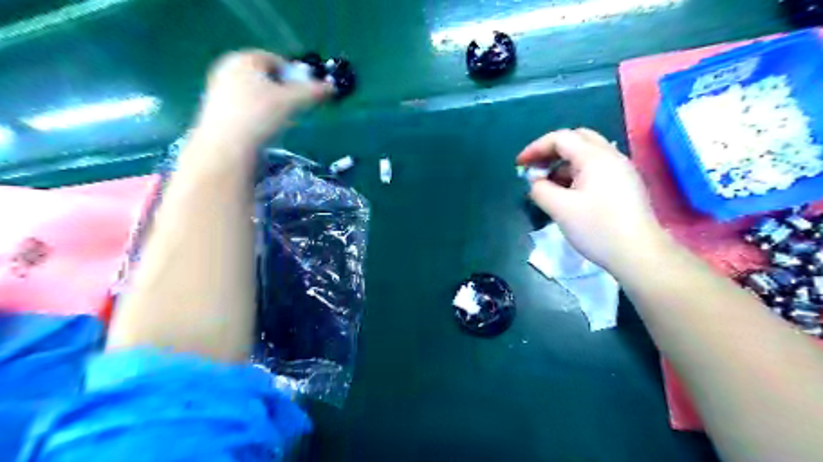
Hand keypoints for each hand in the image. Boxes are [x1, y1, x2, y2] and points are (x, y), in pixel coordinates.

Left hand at [195, 50, 332, 151]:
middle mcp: (228, 68)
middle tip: (296, 108)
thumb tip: (332, 88)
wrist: (227, 148)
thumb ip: (313, 92)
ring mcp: (219, 90)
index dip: (296, 76)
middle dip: (284, 91)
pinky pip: (246, 107)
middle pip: (266, 77)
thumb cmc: (259, 116)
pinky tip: (264, 130)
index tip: (306, 94)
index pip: (278, 61)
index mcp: (244, 59)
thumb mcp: (292, 102)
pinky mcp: (217, 110)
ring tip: (281, 122)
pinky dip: (259, 114)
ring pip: (256, 93)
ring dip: (273, 104)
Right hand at [519, 127, 667, 271]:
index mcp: (595, 157)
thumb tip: (534, 181)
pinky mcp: (625, 185)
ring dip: (563, 164)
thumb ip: (540, 190)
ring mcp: (621, 170)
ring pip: (586, 155)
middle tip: (535, 168)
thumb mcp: (560, 209)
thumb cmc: (598, 228)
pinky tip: (568, 193)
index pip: (561, 138)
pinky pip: (596, 169)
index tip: (519, 164)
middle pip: (577, 139)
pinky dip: (576, 173)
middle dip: (552, 150)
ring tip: (548, 184)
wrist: (639, 254)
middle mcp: (610, 156)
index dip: (536, 148)